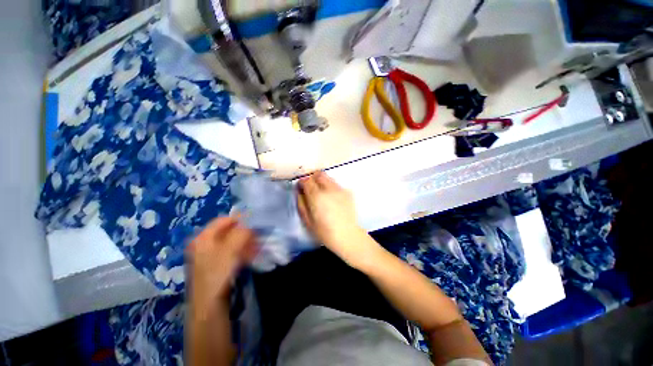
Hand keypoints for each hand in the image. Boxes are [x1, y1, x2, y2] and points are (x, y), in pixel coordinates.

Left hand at [186, 217, 256, 306]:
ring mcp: (209, 255)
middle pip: (229, 231)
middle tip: (257, 238)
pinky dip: (242, 251)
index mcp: (203, 237)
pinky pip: (231, 252)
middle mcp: (204, 244)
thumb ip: (242, 232)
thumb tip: (251, 222)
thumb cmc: (218, 275)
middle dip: (245, 233)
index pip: (225, 220)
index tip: (256, 225)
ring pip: (232, 242)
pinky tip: (251, 256)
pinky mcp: (216, 265)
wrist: (209, 307)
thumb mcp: (231, 250)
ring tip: (256, 248)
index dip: (241, 220)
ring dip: (246, 243)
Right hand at [297, 172, 379, 267]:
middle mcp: (329, 189)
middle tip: (311, 188)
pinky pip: (336, 185)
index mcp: (317, 196)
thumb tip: (300, 191)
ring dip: (322, 182)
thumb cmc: (325, 232)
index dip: (302, 182)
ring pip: (328, 178)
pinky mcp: (348, 192)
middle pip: (318, 174)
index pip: (307, 180)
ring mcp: (340, 189)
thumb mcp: (307, 220)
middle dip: (312, 178)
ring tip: (322, 194)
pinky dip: (331, 187)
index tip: (301, 188)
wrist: (347, 236)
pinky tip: (332, 199)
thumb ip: (301, 203)